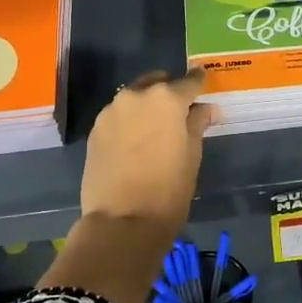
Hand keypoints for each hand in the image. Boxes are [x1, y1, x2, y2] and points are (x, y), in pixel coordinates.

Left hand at [42, 73, 216, 302]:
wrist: (122, 221)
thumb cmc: (169, 188)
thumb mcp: (192, 154)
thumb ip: (198, 123)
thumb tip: (206, 108)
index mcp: (166, 98)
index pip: (189, 81)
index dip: (199, 83)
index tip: (204, 85)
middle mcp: (136, 95)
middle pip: (157, 83)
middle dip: (169, 92)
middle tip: (179, 112)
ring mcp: (111, 111)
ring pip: (135, 98)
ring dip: (147, 106)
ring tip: (155, 129)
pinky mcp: (95, 130)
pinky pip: (118, 116)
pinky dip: (129, 121)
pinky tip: (135, 142)